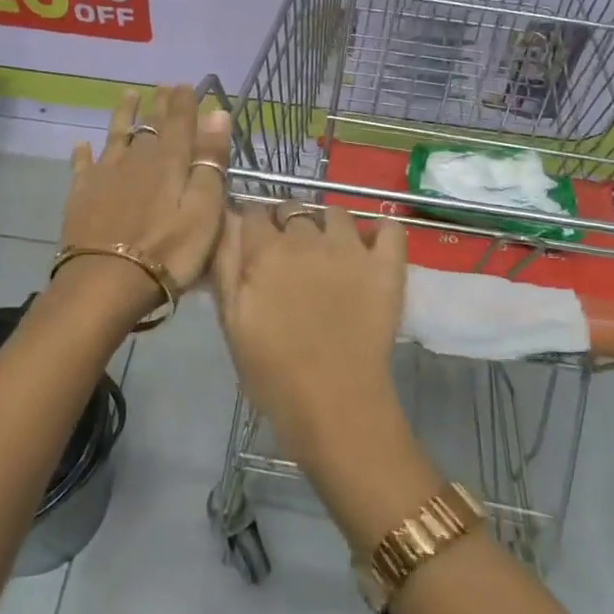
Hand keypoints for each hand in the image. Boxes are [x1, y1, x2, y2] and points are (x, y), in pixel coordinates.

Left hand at [56, 85, 230, 319]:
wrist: (105, 282)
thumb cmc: (168, 252)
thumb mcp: (204, 210)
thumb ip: (210, 161)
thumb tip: (217, 112)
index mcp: (170, 163)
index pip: (180, 124)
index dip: (184, 103)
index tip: (186, 84)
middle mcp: (137, 160)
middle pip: (150, 126)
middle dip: (159, 105)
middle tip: (163, 86)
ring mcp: (105, 176)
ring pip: (116, 136)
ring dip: (123, 115)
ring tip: (128, 95)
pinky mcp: (81, 196)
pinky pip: (83, 166)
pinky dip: (84, 153)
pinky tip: (82, 145)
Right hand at [212, 201, 408, 469]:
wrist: (333, 404)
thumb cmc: (272, 371)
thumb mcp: (231, 320)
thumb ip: (225, 266)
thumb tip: (225, 222)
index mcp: (265, 251)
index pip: (254, 212)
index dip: (251, 223)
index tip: (253, 242)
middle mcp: (307, 238)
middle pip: (293, 209)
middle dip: (286, 224)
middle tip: (288, 255)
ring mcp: (351, 249)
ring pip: (336, 214)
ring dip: (327, 226)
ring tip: (328, 253)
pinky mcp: (385, 266)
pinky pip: (389, 228)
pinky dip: (381, 230)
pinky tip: (372, 245)